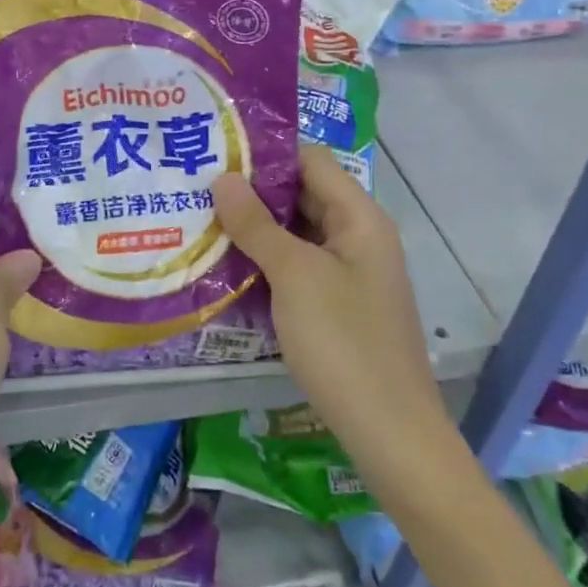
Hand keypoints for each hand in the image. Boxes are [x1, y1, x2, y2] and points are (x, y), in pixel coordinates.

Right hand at [213, 146, 457, 502]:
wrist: (390, 433)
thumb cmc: (344, 342)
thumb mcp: (294, 275)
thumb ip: (256, 224)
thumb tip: (223, 177)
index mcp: (359, 217)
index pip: (310, 160)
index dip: (266, 152)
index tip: (216, 153)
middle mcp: (358, 236)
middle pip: (302, 194)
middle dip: (253, 192)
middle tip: (197, 188)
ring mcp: (349, 273)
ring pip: (297, 233)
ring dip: (255, 229)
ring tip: (202, 222)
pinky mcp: (338, 305)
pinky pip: (298, 268)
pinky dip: (267, 262)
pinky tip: (227, 268)